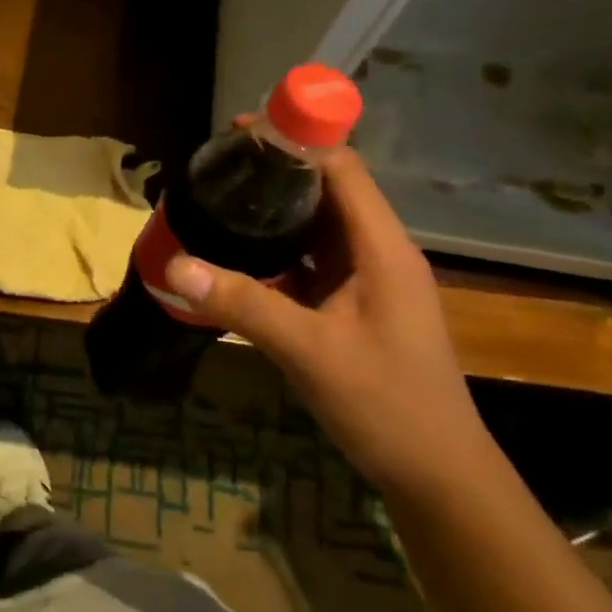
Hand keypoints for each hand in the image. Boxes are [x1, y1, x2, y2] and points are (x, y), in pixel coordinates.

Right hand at [163, 148, 497, 499]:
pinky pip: (311, 264)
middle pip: (325, 193)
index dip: (293, 143)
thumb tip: (173, 264)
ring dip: (272, 216)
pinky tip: (236, 260)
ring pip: (315, 230)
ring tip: (217, 207)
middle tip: (214, 174)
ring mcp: (367, 281)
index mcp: (381, 248)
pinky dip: (276, 254)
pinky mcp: (354, 306)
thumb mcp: (308, 350)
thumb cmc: (385, 404)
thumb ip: (242, 303)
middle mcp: (377, 253)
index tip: (238, 136)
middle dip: (273, 177)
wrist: (437, 475)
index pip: (340, 169)